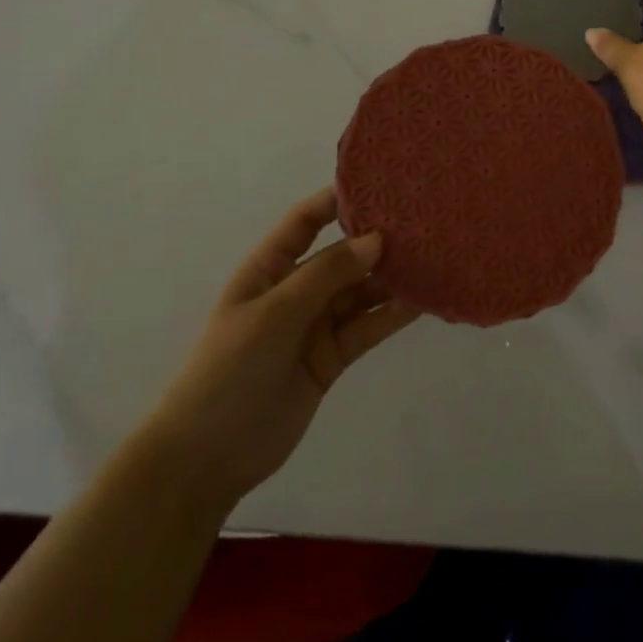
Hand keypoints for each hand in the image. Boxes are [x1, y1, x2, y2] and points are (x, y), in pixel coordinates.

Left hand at [138, 189, 419, 509]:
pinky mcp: (333, 356)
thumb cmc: (229, 370)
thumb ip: (326, 275)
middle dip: (379, 240)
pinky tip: (424, 300)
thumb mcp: (274, 314)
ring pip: (362, 291)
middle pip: (344, 255)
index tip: (382, 184)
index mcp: (270, 268)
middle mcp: (297, 289)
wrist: (207, 458)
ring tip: (435, 258)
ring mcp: (316, 324)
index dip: (338, 200)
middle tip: (425, 223)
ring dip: (393, 278)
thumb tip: (376, 239)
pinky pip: (369, 326)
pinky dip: (394, 314)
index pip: (306, 221)